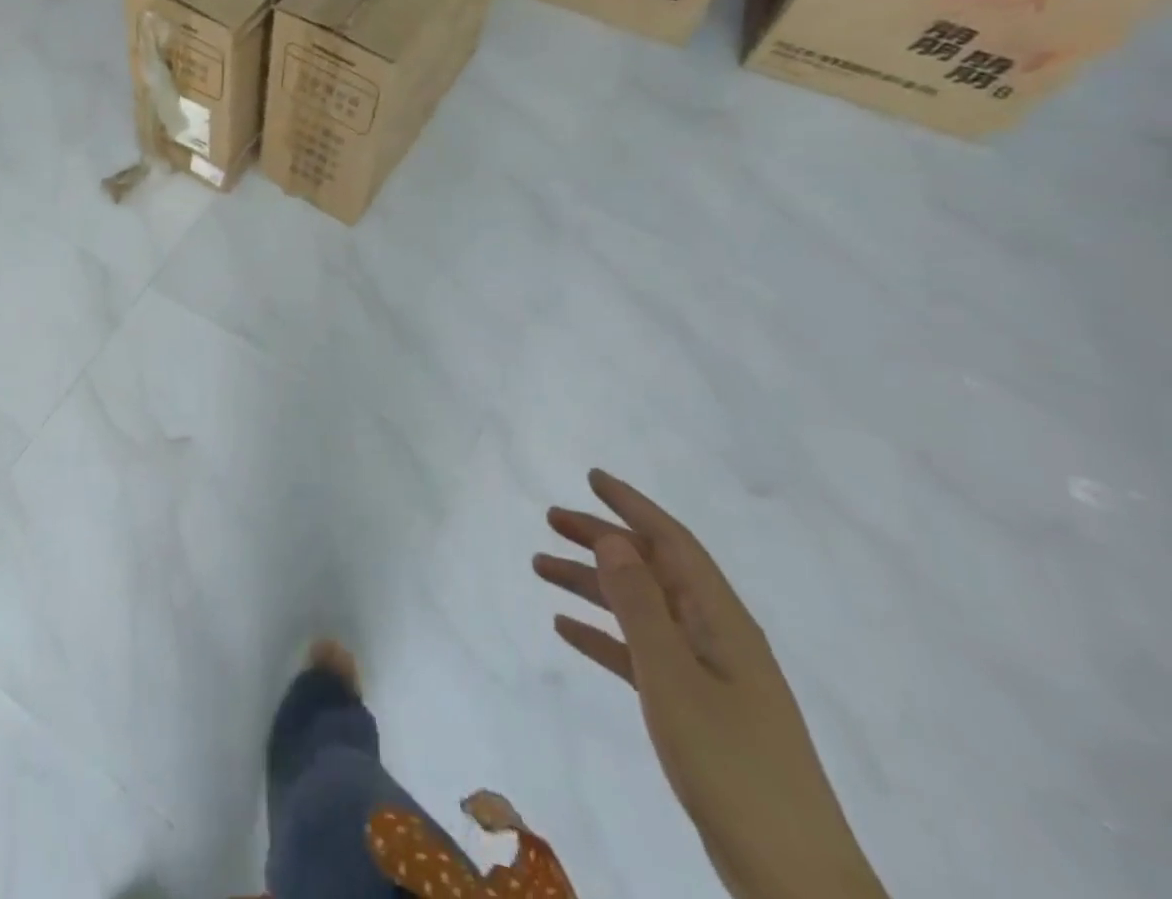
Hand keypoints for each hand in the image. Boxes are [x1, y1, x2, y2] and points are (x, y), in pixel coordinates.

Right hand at [534, 470, 885, 898]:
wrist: (795, 881)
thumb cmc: (732, 766)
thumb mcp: (674, 677)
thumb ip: (640, 605)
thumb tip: (613, 539)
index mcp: (720, 619)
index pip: (672, 541)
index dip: (632, 505)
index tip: (592, 477)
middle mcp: (714, 635)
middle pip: (651, 568)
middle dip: (602, 539)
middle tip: (551, 519)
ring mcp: (707, 674)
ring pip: (639, 608)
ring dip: (592, 584)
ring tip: (540, 567)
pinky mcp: (695, 710)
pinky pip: (639, 653)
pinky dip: (603, 634)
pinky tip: (566, 629)